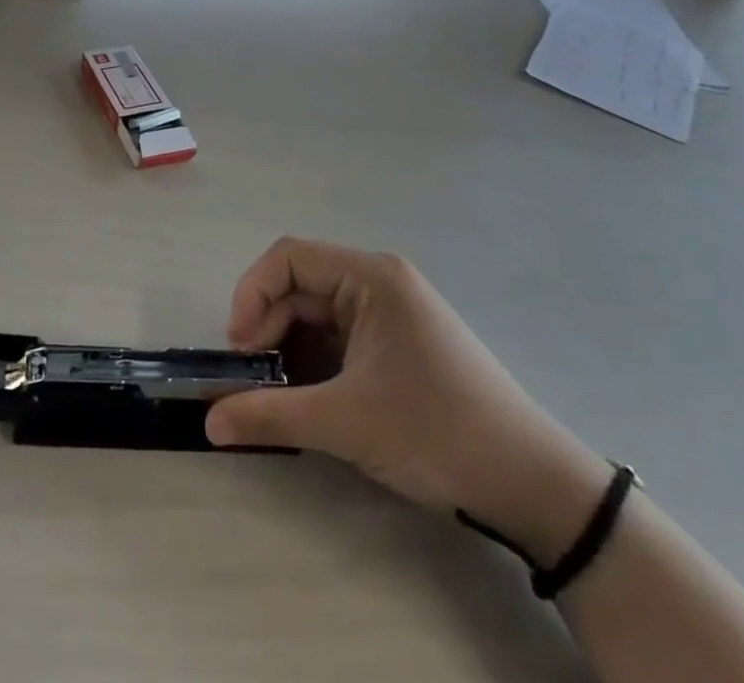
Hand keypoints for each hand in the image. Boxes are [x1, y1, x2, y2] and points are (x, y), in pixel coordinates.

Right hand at [205, 238, 611, 560]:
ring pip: (318, 315)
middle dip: (269, 327)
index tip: (240, 348)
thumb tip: (209, 422)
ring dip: (290, 349)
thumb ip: (270, 415)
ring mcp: (392, 314)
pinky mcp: (399, 344)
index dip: (253, 294)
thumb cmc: (436, 432)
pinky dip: (315, 363)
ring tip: (278, 395)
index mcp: (371, 277)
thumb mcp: (346, 423)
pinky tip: (310, 400)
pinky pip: (340, 338)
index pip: (289, 257)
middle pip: (301, 286)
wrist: (534, 487)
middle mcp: (380, 283)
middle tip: (253, 380)